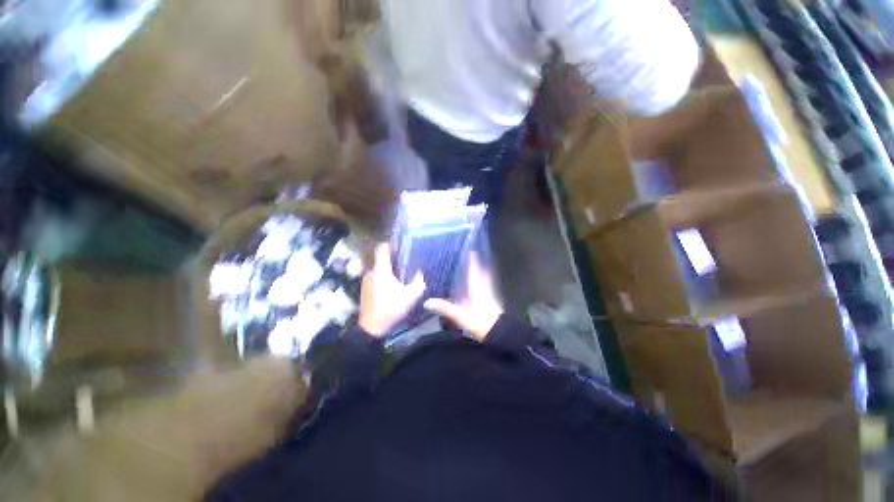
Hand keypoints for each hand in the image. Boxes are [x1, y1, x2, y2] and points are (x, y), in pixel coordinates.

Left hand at [358, 243, 426, 336]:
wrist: (371, 327)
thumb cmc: (390, 308)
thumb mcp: (410, 296)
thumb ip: (418, 282)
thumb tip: (420, 273)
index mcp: (381, 270)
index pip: (382, 248)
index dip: (391, 244)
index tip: (402, 246)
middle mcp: (371, 272)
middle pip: (382, 258)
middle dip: (394, 259)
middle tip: (407, 262)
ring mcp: (367, 280)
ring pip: (379, 268)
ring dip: (389, 269)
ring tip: (402, 275)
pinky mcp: (365, 288)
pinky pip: (376, 277)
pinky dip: (384, 277)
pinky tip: (394, 286)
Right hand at [424, 254, 503, 340]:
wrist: (498, 333)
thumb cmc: (480, 321)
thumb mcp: (460, 315)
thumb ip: (444, 308)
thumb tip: (427, 302)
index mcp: (477, 287)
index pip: (474, 269)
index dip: (472, 259)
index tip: (470, 249)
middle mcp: (483, 288)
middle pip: (481, 272)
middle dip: (476, 265)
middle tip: (469, 258)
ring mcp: (488, 295)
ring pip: (483, 280)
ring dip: (479, 274)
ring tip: (469, 270)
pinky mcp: (490, 302)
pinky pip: (484, 288)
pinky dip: (479, 284)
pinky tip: (472, 288)